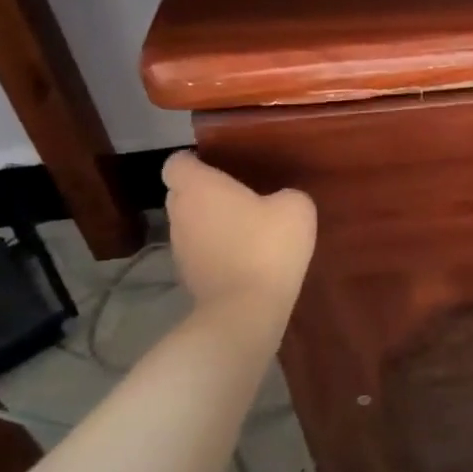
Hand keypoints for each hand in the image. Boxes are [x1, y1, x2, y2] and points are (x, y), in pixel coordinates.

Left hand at [162, 153, 316, 307]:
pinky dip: (215, 251)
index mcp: (198, 187)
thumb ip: (285, 194)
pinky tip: (244, 258)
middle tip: (239, 196)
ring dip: (210, 224)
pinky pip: (199, 252)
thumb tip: (279, 201)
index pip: (177, 163)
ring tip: (245, 230)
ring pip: (190, 224)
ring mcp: (179, 248)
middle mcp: (180, 213)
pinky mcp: (187, 277)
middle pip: (181, 193)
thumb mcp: (295, 208)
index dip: (195, 162)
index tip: (220, 166)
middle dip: (205, 193)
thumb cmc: (267, 246)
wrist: (246, 309)